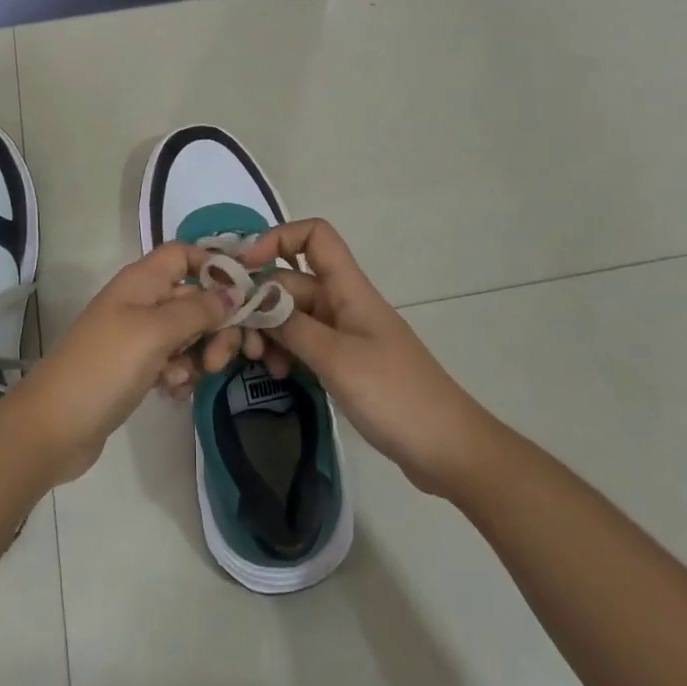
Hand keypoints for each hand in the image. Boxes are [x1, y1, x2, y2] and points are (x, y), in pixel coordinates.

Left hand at [12, 243, 234, 483]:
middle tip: (222, 358)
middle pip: (193, 297)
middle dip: (215, 324)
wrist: (55, 426)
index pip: (184, 254)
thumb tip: (232, 291)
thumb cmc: (106, 367)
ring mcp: (137, 336)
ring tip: (188, 379)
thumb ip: (198, 309)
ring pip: (187, 333)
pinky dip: (179, 374)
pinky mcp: (136, 368)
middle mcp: (141, 302)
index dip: (214, 266)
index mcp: (142, 281)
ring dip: (198, 354)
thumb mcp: (155, 332)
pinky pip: (173, 361)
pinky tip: (173, 392)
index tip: (243, 295)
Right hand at [236, 220, 489, 497]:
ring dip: (270, 331)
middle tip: (239, 340)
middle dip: (261, 302)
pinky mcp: (344, 362)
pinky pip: (304, 343)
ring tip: (256, 362)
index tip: (245, 269)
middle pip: (292, 280)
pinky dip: (285, 351)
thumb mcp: (336, 358)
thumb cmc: (395, 395)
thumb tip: (253, 300)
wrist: (448, 449)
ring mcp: (344, 333)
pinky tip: (277, 374)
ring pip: (294, 314)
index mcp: (348, 288)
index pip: (314, 236)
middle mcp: (343, 302)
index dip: (277, 239)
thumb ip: (291, 327)